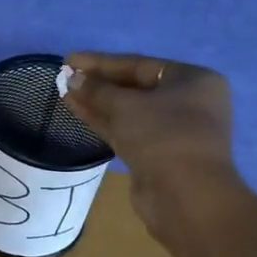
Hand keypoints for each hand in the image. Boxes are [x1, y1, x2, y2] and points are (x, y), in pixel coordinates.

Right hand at [62, 52, 239, 239]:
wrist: (186, 196)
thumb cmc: (163, 137)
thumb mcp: (126, 106)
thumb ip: (97, 90)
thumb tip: (72, 79)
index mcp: (192, 80)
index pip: (139, 65)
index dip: (101, 62)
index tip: (70, 60)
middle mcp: (187, 102)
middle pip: (135, 87)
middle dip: (99, 83)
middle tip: (65, 78)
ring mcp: (173, 131)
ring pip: (129, 111)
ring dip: (97, 103)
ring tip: (64, 93)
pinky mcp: (157, 156)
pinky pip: (127, 131)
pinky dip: (104, 122)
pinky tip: (77, 111)